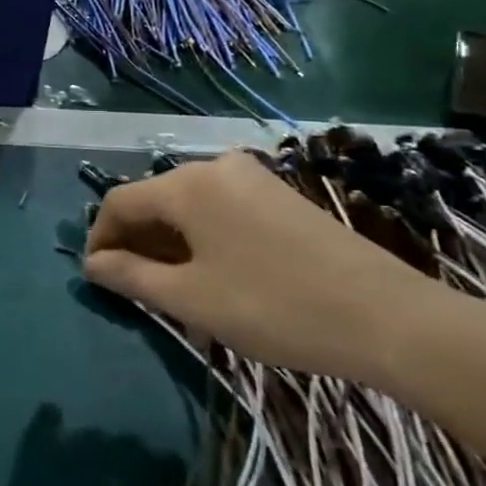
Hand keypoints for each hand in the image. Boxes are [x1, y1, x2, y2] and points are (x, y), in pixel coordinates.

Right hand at [82, 150, 435, 384]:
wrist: (393, 319)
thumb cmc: (275, 307)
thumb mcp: (191, 299)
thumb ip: (131, 276)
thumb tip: (92, 264)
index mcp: (186, 184)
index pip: (120, 202)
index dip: (100, 238)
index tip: (97, 277)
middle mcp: (215, 167)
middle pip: (155, 200)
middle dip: (136, 242)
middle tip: (134, 288)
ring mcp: (253, 178)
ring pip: (188, 206)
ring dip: (170, 243)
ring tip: (174, 288)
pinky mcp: (281, 196)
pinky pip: (221, 209)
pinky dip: (203, 238)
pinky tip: (215, 275)